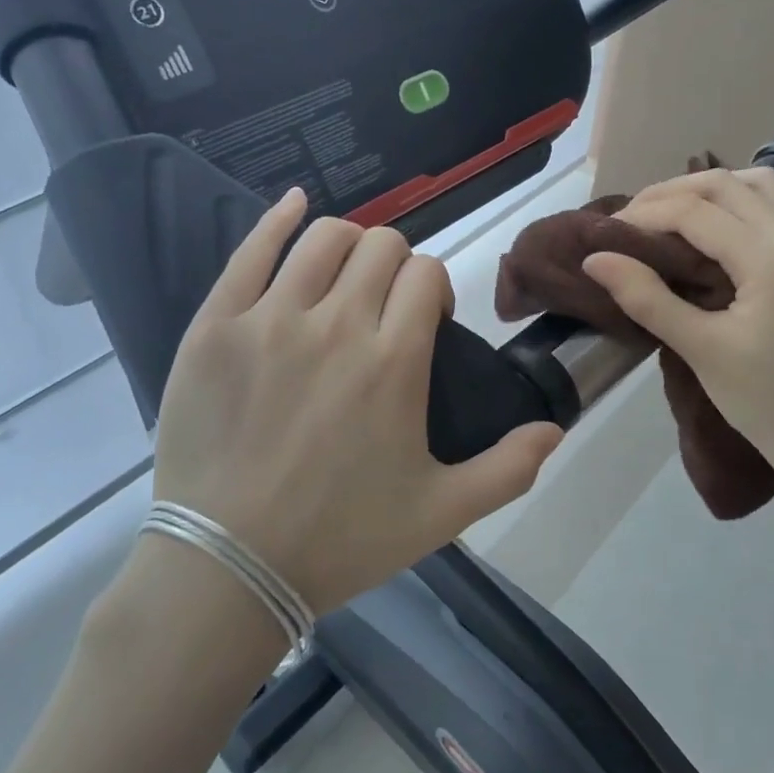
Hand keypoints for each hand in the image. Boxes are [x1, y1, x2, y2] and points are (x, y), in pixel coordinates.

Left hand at [149, 188, 563, 615]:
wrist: (227, 567)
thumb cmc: (339, 539)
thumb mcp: (440, 514)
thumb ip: (508, 470)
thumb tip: (556, 429)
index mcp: (395, 360)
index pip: (427, 274)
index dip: (431, 288)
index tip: (421, 321)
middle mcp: (338, 324)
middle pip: (381, 246)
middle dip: (394, 264)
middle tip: (382, 304)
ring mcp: (272, 318)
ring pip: (325, 238)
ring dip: (347, 244)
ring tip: (341, 277)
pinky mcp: (217, 324)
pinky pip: (251, 250)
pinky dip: (278, 219)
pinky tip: (294, 205)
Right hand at [581, 168, 773, 471]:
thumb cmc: (761, 399)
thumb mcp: (698, 349)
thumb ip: (646, 297)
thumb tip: (595, 258)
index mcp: (772, 261)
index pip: (698, 212)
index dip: (646, 214)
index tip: (607, 234)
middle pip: (725, 184)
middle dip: (670, 193)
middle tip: (629, 222)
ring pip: (753, 184)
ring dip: (705, 189)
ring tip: (666, 215)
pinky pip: (769, 204)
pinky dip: (732, 201)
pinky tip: (706, 228)